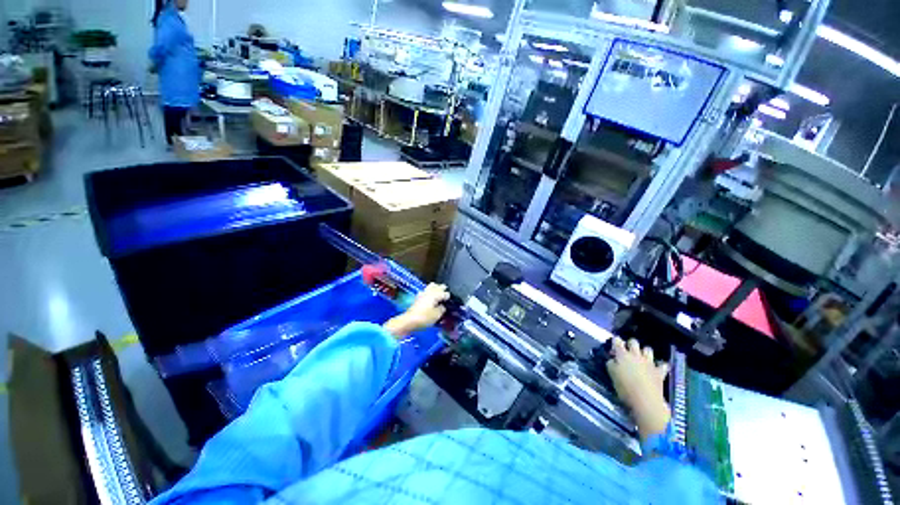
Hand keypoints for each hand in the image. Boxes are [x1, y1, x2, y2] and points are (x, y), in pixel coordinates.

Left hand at [383, 284, 449, 338]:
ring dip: (435, 288)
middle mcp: (429, 292)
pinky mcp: (417, 297)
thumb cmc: (424, 318)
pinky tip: (430, 298)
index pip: (445, 293)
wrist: (409, 321)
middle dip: (442, 289)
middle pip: (437, 286)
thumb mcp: (437, 315)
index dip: (449, 297)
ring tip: (438, 294)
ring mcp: (422, 294)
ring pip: (431, 286)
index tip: (451, 301)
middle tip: (446, 294)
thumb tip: (442, 306)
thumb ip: (442, 309)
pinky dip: (429, 293)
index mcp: (435, 294)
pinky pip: (426, 291)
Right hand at [606, 337, 670, 440]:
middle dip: (630, 344)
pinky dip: (661, 365)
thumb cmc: (624, 388)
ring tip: (642, 358)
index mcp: (622, 354)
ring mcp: (649, 363)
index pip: (617, 340)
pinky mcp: (659, 372)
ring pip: (648, 349)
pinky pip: (663, 365)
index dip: (615, 341)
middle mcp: (636, 355)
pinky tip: (658, 368)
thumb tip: (613, 359)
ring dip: (645, 352)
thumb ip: (611, 363)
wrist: (645, 400)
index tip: (614, 346)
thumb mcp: (611, 374)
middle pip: (634, 341)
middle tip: (627, 352)